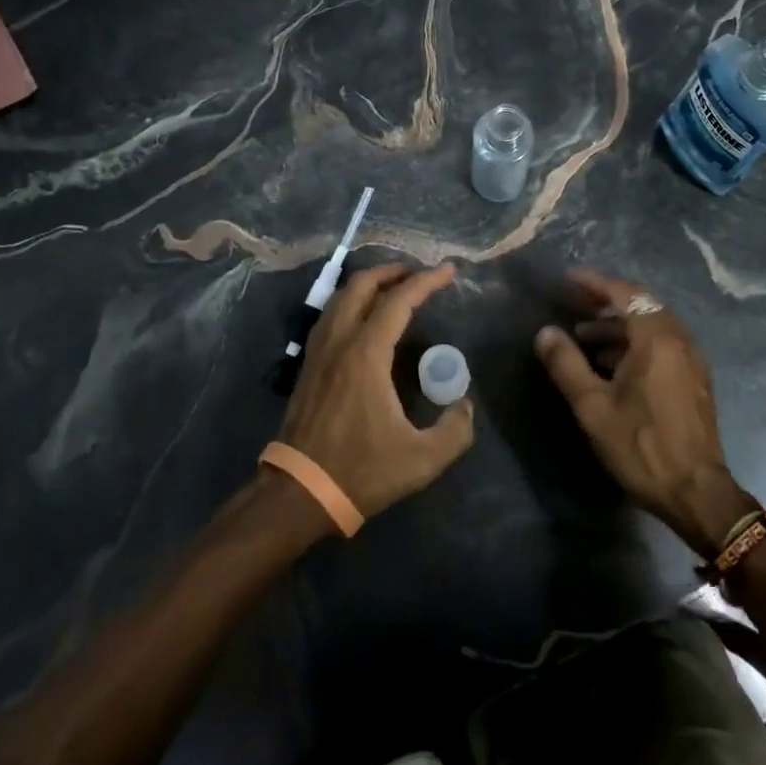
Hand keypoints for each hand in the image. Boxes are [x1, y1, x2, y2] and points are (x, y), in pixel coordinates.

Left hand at [278, 263, 474, 520]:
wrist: (300, 493)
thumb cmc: (361, 471)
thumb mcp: (421, 459)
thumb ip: (455, 431)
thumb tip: (466, 407)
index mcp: (366, 354)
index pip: (399, 301)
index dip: (426, 281)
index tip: (448, 271)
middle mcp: (340, 341)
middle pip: (362, 285)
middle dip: (393, 271)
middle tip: (418, 274)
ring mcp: (319, 351)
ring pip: (341, 297)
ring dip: (369, 284)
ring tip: (393, 289)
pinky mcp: (308, 366)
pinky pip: (330, 316)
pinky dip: (351, 302)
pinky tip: (363, 318)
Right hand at [533, 270, 757, 555]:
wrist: (697, 493)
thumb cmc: (641, 446)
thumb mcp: (593, 407)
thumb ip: (566, 364)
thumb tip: (545, 332)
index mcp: (656, 338)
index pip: (625, 293)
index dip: (595, 283)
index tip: (568, 280)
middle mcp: (679, 339)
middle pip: (641, 305)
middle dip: (606, 303)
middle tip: (575, 306)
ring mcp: (691, 359)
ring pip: (652, 325)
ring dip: (619, 325)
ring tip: (585, 339)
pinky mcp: (695, 379)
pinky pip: (663, 344)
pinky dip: (636, 342)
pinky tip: (613, 365)